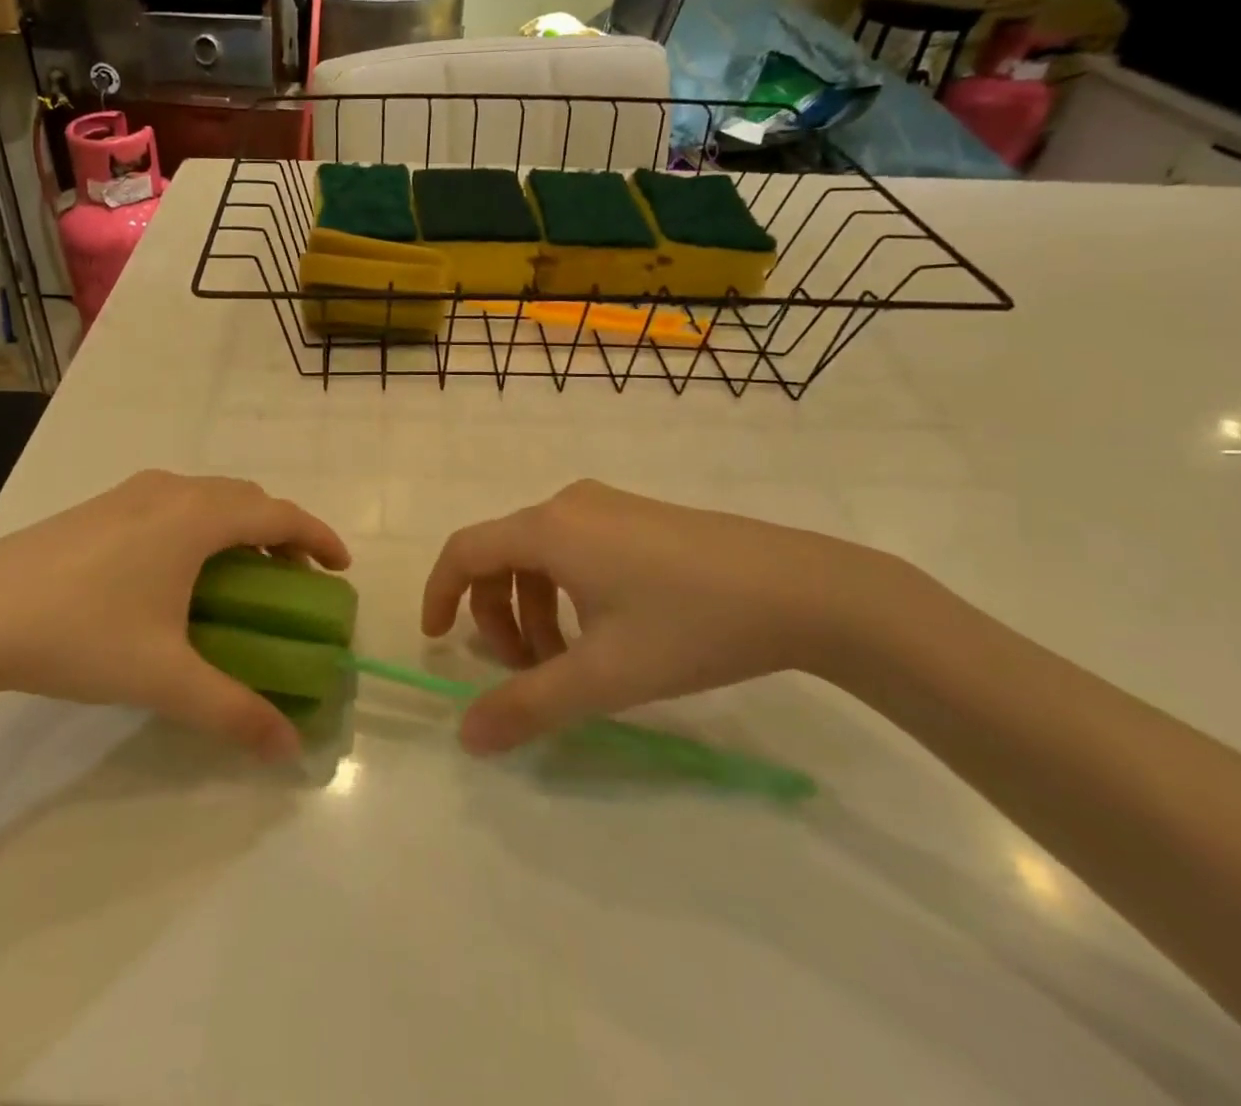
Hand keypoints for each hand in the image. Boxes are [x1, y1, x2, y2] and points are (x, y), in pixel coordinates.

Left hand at [0, 471, 349, 760]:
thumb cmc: (80, 634)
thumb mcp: (164, 678)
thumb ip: (233, 711)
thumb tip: (288, 748)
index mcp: (196, 517)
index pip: (279, 516)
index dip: (319, 537)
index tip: (342, 567)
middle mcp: (170, 490)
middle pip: (247, 498)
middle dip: (281, 533)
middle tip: (295, 578)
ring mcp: (130, 492)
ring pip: (207, 496)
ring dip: (239, 526)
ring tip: (242, 574)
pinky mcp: (99, 505)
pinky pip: (173, 502)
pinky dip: (201, 524)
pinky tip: (178, 571)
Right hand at [421, 479, 915, 754]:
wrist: (804, 589)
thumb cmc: (690, 625)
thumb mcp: (603, 675)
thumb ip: (529, 707)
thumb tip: (467, 736)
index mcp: (548, 529)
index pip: (464, 551)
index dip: (440, 593)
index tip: (437, 640)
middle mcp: (568, 505)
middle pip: (502, 556)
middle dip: (498, 617)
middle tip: (524, 672)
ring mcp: (607, 505)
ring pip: (542, 556)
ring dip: (535, 610)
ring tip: (568, 663)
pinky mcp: (639, 517)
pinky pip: (576, 549)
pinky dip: (567, 593)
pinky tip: (606, 633)